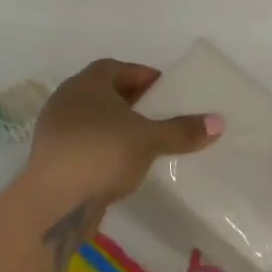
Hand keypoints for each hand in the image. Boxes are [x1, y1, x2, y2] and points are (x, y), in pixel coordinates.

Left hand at [19, 59, 222, 256]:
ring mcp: (55, 132)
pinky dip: (104, 148)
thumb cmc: (102, 153)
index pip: (116, 68)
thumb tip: (219, 122)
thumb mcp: (149, 139)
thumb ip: (182, 130)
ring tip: (144, 141)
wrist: (53, 203)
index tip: (164, 89)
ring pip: (92, 120)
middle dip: (131, 101)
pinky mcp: (52, 160)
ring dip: (117, 127)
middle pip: (103, 93)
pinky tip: (122, 165)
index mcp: (86, 84)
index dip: (141, 75)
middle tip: (158, 113)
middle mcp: (66, 100)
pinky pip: (84, 145)